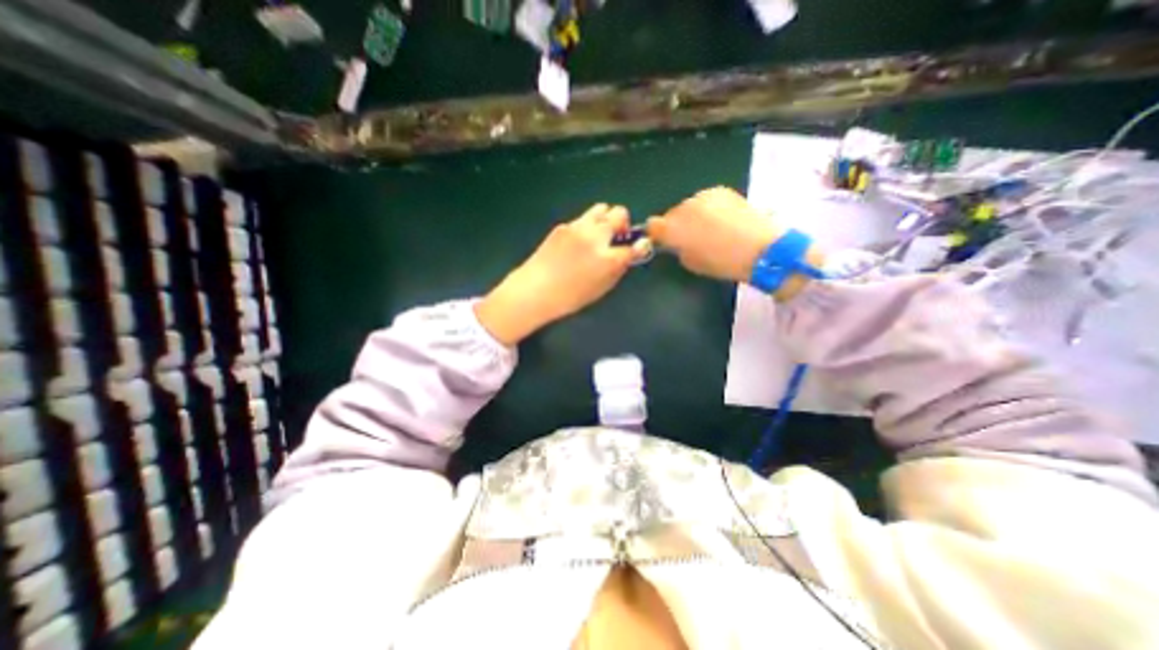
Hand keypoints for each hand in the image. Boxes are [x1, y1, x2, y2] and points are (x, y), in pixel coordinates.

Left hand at [472, 202, 650, 343]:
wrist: (534, 290)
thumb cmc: (569, 297)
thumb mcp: (600, 289)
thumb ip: (618, 269)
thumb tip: (628, 254)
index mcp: (607, 258)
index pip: (634, 245)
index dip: (640, 246)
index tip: (639, 247)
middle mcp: (595, 237)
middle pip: (619, 213)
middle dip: (623, 224)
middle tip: (617, 238)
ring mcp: (578, 227)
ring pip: (601, 209)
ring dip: (605, 219)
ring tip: (598, 235)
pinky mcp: (563, 225)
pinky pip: (583, 218)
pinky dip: (587, 226)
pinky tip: (578, 242)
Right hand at [643, 185, 822, 298]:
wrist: (760, 248)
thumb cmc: (722, 263)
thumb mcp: (691, 262)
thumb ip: (678, 249)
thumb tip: (676, 242)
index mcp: (674, 229)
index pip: (653, 225)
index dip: (658, 233)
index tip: (665, 240)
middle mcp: (683, 208)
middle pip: (672, 213)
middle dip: (678, 224)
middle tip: (692, 237)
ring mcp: (702, 196)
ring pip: (689, 205)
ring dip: (693, 215)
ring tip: (711, 228)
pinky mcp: (720, 190)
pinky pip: (705, 199)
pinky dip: (708, 208)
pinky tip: (722, 219)